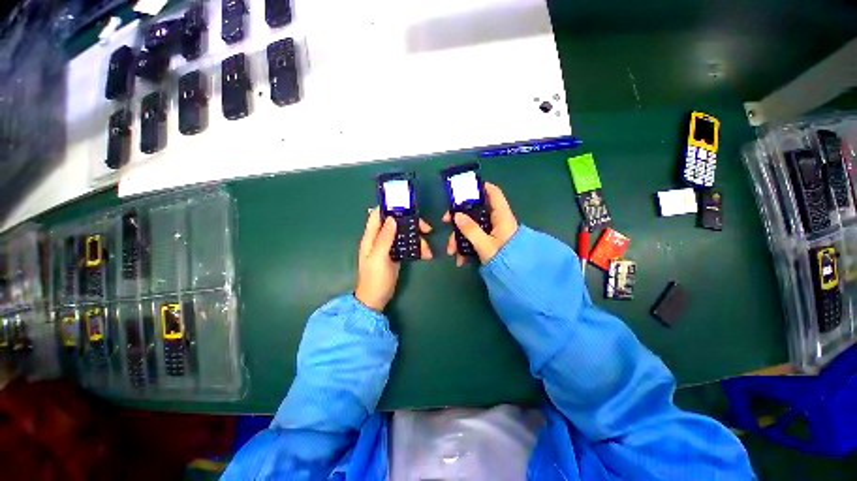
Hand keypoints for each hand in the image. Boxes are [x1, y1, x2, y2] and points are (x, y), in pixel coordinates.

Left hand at [354, 208, 432, 311]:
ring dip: (417, 238)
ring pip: (404, 234)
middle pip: (395, 223)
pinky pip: (407, 246)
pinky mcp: (396, 254)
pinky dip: (416, 248)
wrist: (376, 299)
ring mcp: (388, 247)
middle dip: (411, 224)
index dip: (390, 208)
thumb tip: (392, 219)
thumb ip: (384, 238)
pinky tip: (425, 254)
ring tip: (428, 249)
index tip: (408, 207)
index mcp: (371, 237)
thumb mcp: (379, 258)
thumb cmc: (375, 278)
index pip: (378, 215)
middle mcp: (380, 239)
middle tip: (427, 229)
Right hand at [443, 183, 518, 265]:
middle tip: (446, 221)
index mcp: (501, 216)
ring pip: (472, 226)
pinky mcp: (488, 241)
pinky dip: (466, 246)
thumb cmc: (504, 259)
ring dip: (459, 237)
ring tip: (452, 252)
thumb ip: (471, 230)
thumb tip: (456, 215)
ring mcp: (492, 231)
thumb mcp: (485, 245)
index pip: (493, 193)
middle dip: (459, 218)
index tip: (464, 189)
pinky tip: (461, 259)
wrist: (516, 278)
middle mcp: (496, 221)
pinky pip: (474, 238)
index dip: (480, 187)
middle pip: (476, 210)